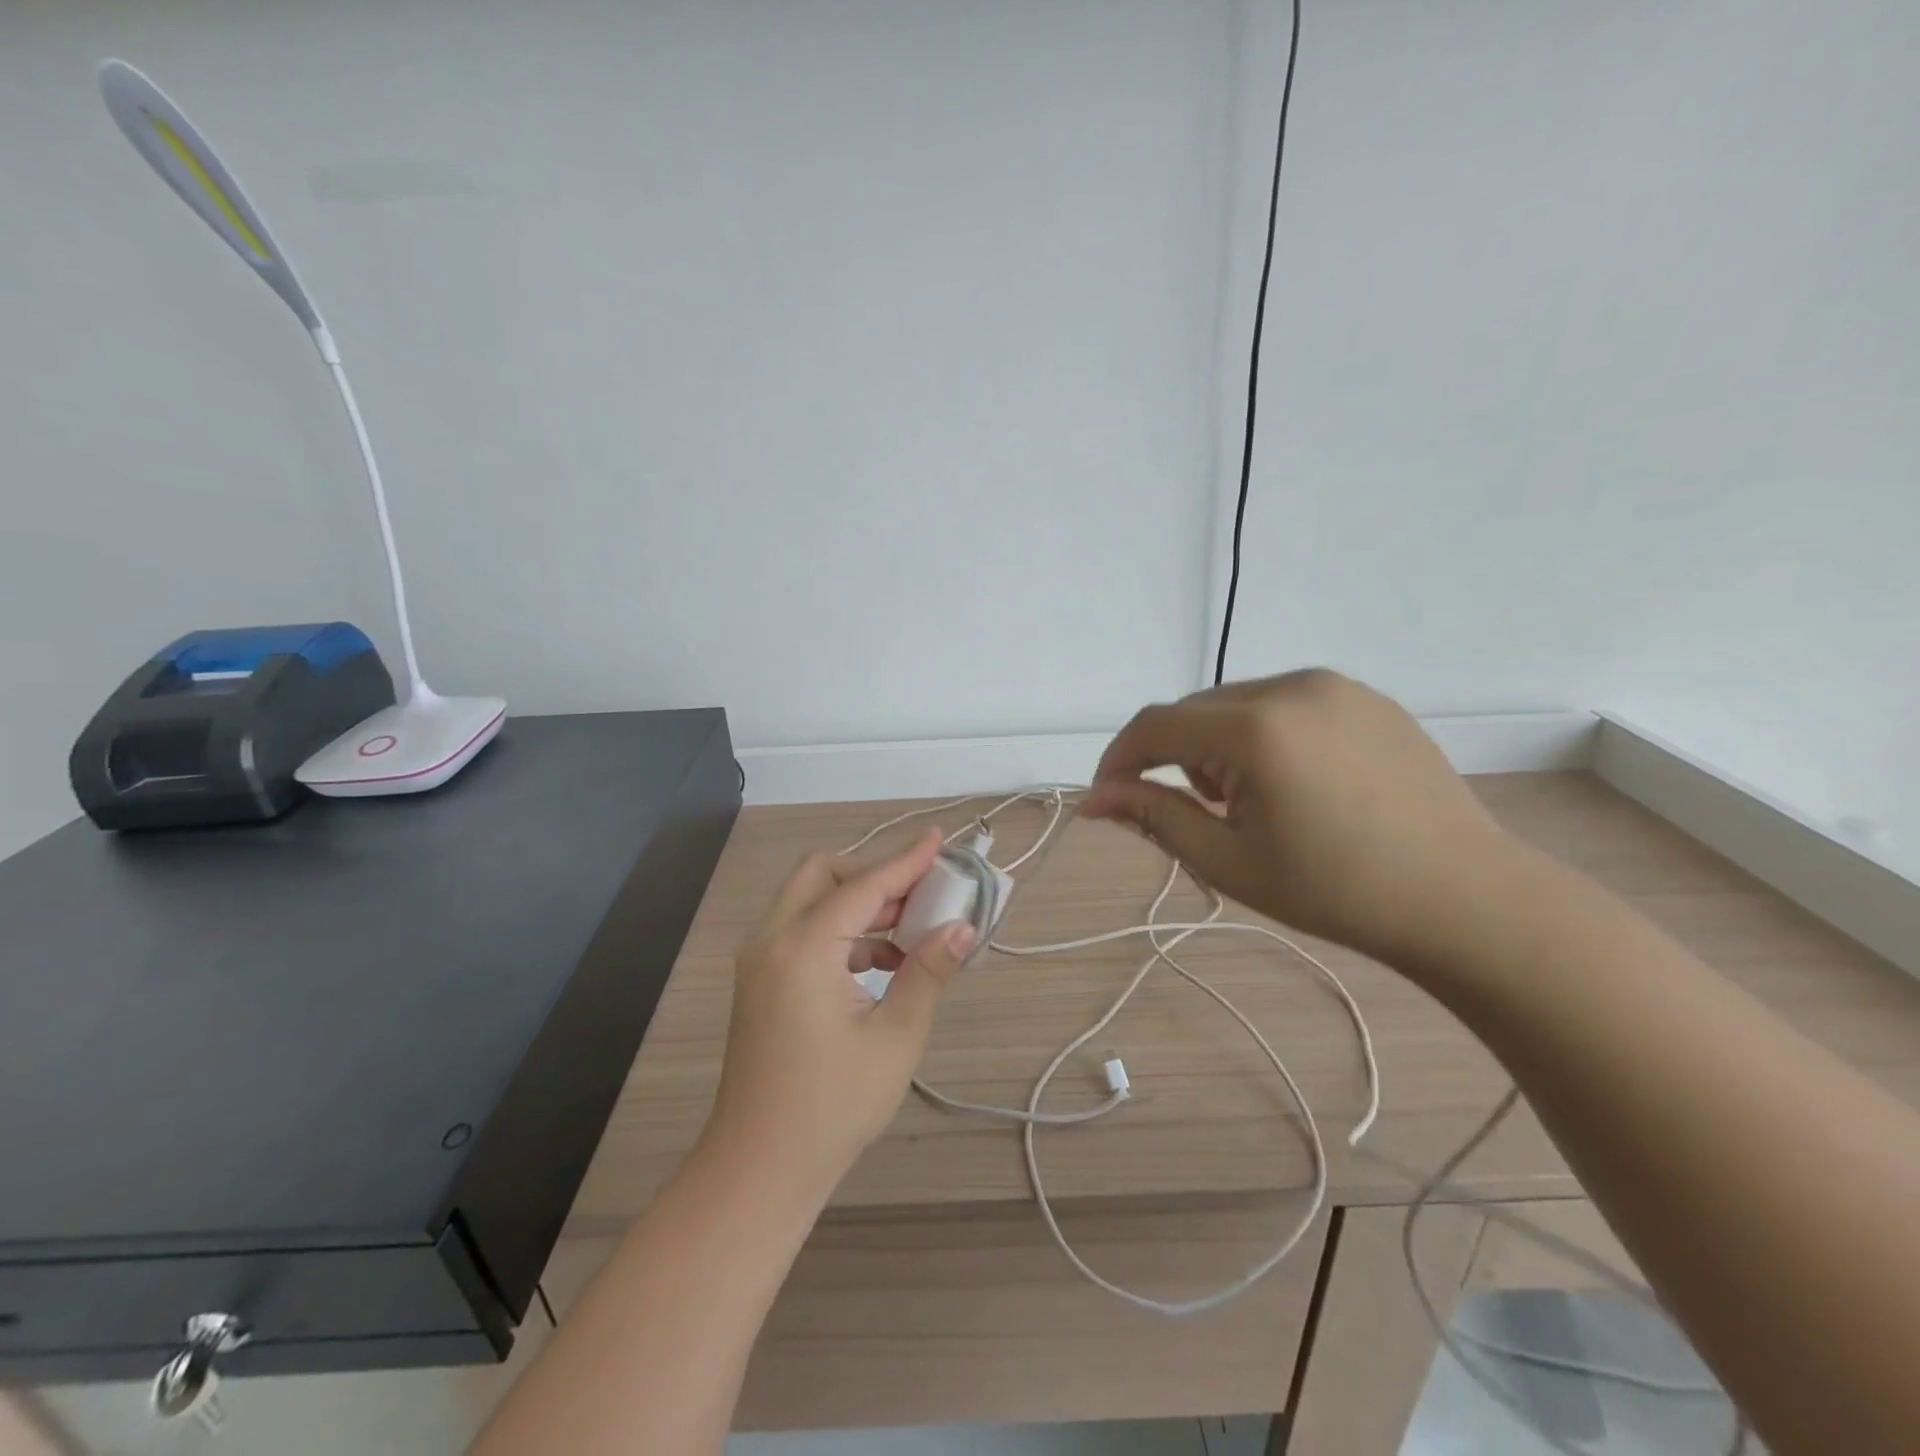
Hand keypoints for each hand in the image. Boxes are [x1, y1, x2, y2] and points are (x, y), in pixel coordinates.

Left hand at [704, 828, 976, 1199]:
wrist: (758, 1169)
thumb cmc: (832, 1106)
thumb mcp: (894, 1039)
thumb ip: (928, 973)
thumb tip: (963, 927)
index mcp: (803, 948)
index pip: (863, 885)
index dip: (905, 860)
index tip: (938, 837)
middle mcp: (772, 939)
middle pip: (822, 874)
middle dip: (873, 873)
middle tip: (921, 890)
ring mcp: (759, 960)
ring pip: (809, 900)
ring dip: (858, 901)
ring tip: (911, 925)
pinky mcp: (760, 981)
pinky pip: (802, 930)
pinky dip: (841, 929)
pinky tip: (882, 961)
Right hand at [1082, 669, 1514, 967]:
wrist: (1464, 897)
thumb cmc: (1335, 890)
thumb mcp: (1228, 860)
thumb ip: (1153, 816)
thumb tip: (1093, 800)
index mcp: (1255, 729)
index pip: (1154, 726)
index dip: (1118, 760)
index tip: (1108, 799)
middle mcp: (1291, 687)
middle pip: (1193, 710)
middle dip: (1173, 757)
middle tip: (1196, 815)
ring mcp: (1335, 686)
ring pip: (1236, 703)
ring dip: (1217, 745)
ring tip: (1251, 802)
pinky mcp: (1365, 697)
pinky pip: (1284, 703)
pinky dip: (1263, 735)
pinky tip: (1296, 783)